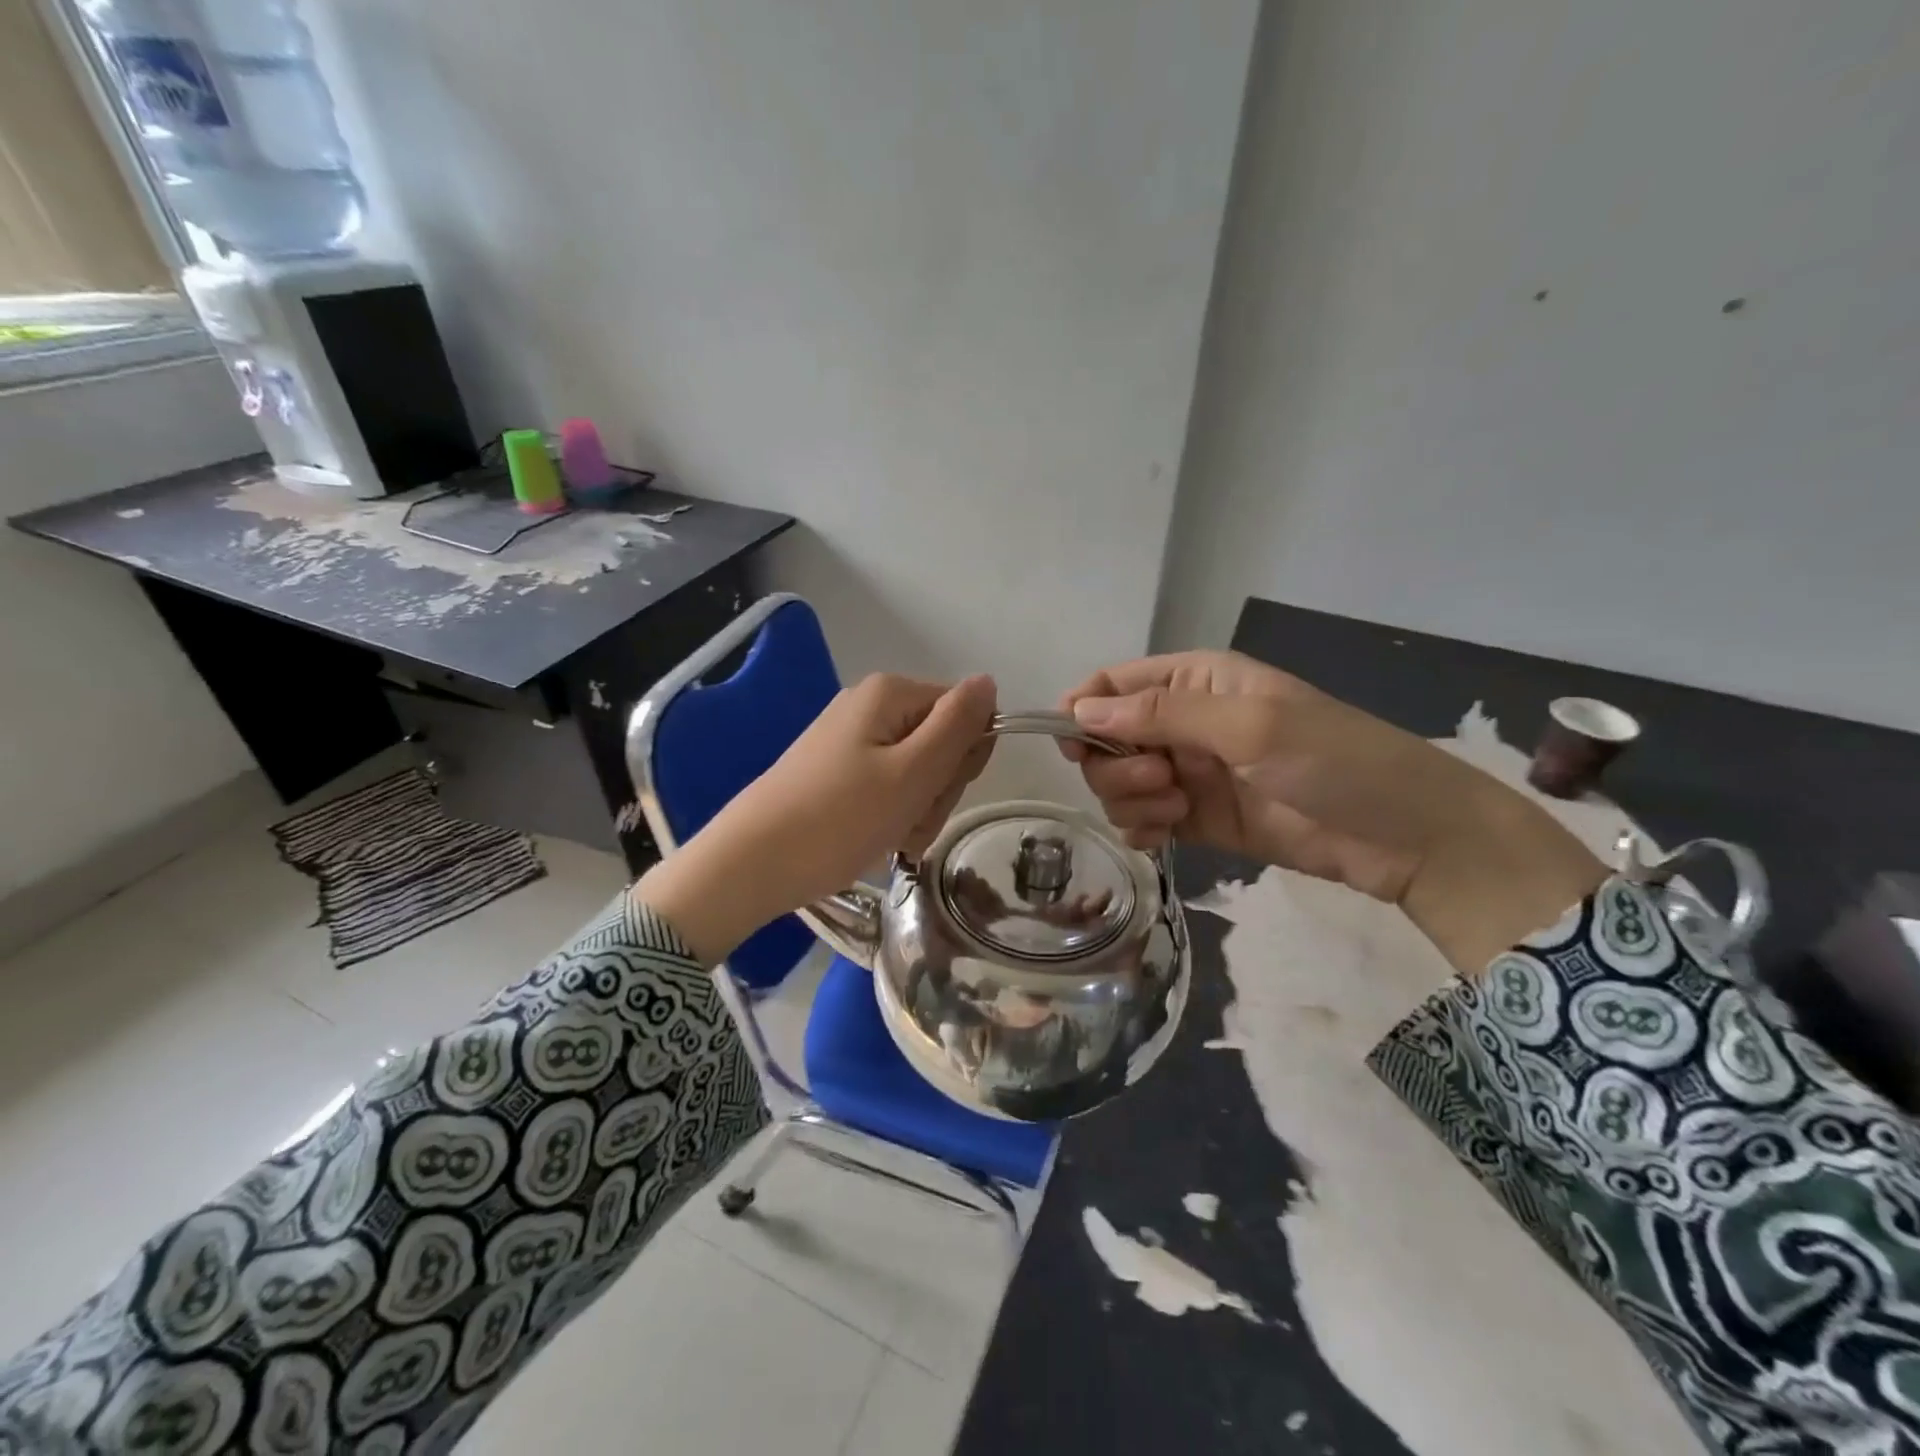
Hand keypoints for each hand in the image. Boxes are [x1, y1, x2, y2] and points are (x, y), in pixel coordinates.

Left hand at [638, 673, 995, 960]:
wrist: (752, 863)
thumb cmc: (839, 818)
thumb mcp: (913, 772)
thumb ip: (958, 725)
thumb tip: (988, 682)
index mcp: (891, 693)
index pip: (965, 713)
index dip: (965, 757)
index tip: (939, 792)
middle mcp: (870, 706)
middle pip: (940, 742)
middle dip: (937, 789)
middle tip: (909, 820)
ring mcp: (850, 739)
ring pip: (917, 773)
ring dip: (917, 810)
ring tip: (889, 836)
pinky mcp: (836, 771)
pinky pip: (887, 788)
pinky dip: (891, 817)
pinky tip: (874, 840)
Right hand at [1059, 651, 1604, 972]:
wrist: (1403, 837)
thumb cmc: (1334, 761)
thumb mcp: (1248, 725)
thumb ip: (1161, 713)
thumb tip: (1081, 708)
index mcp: (1195, 681)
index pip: (1114, 683)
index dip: (1083, 708)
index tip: (1072, 743)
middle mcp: (1183, 723)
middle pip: (1106, 739)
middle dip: (1116, 765)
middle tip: (1161, 781)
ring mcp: (1189, 774)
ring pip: (1118, 783)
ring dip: (1131, 800)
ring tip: (1178, 812)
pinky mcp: (1197, 819)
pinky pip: (1140, 820)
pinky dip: (1140, 829)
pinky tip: (1162, 838)